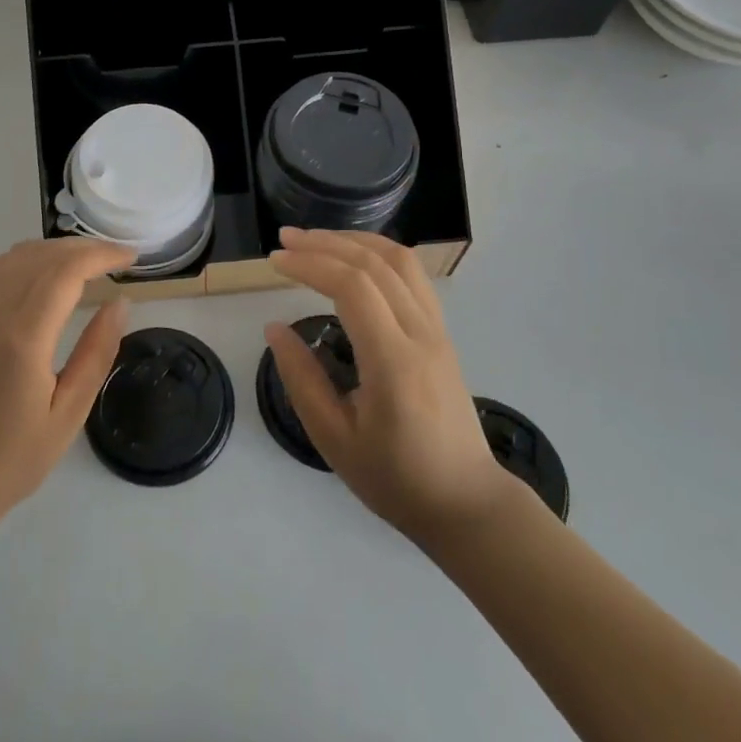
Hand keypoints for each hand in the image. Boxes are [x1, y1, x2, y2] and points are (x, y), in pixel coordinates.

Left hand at [0, 238, 135, 521]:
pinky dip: (25, 257)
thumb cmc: (14, 457)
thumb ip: (97, 352)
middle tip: (118, 258)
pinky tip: (42, 270)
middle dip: (84, 248)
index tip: (131, 258)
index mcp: (23, 337)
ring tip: (88, 261)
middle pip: (41, 256)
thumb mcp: (70, 413)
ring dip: (55, 250)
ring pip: (16, 256)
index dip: (101, 255)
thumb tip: (120, 302)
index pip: (65, 272)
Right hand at [267, 228, 519, 545]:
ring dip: (354, 240)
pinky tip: (355, 257)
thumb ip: (302, 379)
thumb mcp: (334, 439)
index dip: (310, 264)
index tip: (275, 261)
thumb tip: (274, 328)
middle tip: (284, 239)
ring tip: (316, 239)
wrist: (466, 502)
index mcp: (393, 362)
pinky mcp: (442, 332)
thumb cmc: (396, 478)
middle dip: (325, 243)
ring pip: (399, 260)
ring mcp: (437, 329)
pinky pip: (413, 275)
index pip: (352, 286)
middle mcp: (420, 333)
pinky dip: (379, 253)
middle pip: (374, 263)